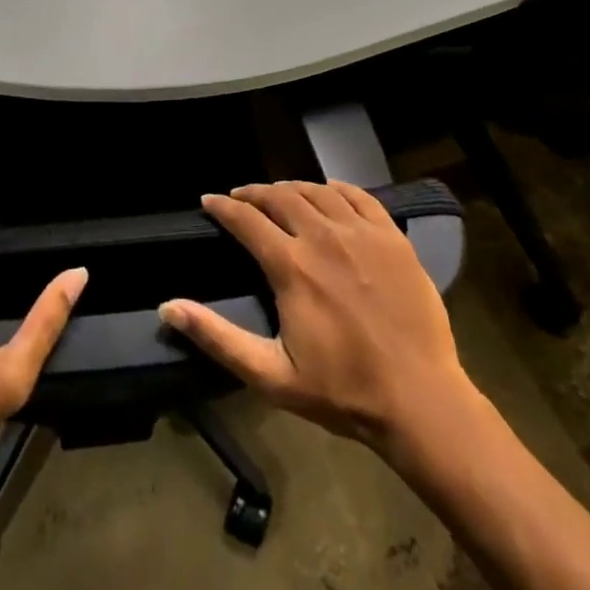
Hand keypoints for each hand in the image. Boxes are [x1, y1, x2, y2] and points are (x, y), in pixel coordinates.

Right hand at [159, 181, 470, 454]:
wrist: (421, 401)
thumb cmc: (342, 390)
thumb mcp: (271, 374)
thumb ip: (217, 337)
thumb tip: (167, 307)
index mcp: (291, 265)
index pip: (246, 218)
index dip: (223, 206)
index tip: (208, 200)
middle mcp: (323, 236)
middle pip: (279, 195)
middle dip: (254, 192)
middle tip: (241, 198)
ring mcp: (361, 233)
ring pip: (316, 191)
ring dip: (291, 188)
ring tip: (280, 196)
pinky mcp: (392, 237)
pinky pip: (359, 196)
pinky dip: (336, 188)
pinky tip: (329, 193)